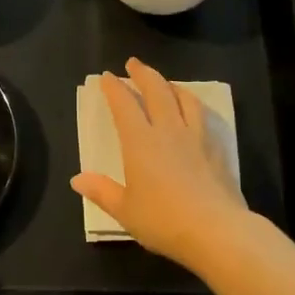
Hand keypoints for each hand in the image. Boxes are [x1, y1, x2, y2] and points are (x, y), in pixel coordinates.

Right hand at [71, 58, 250, 271]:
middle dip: (143, 74)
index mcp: (140, 142)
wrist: (216, 230)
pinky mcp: (217, 149)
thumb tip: (77, 179)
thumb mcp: (124, 210)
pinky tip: (194, 110)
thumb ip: (101, 191)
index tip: (107, 76)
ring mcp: (196, 137)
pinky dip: (193, 104)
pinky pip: (203, 115)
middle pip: (156, 91)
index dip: (114, 88)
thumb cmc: (163, 220)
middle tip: (134, 63)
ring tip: (165, 82)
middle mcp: (168, 130)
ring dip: (171, 85)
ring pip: (184, 98)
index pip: (124, 105)